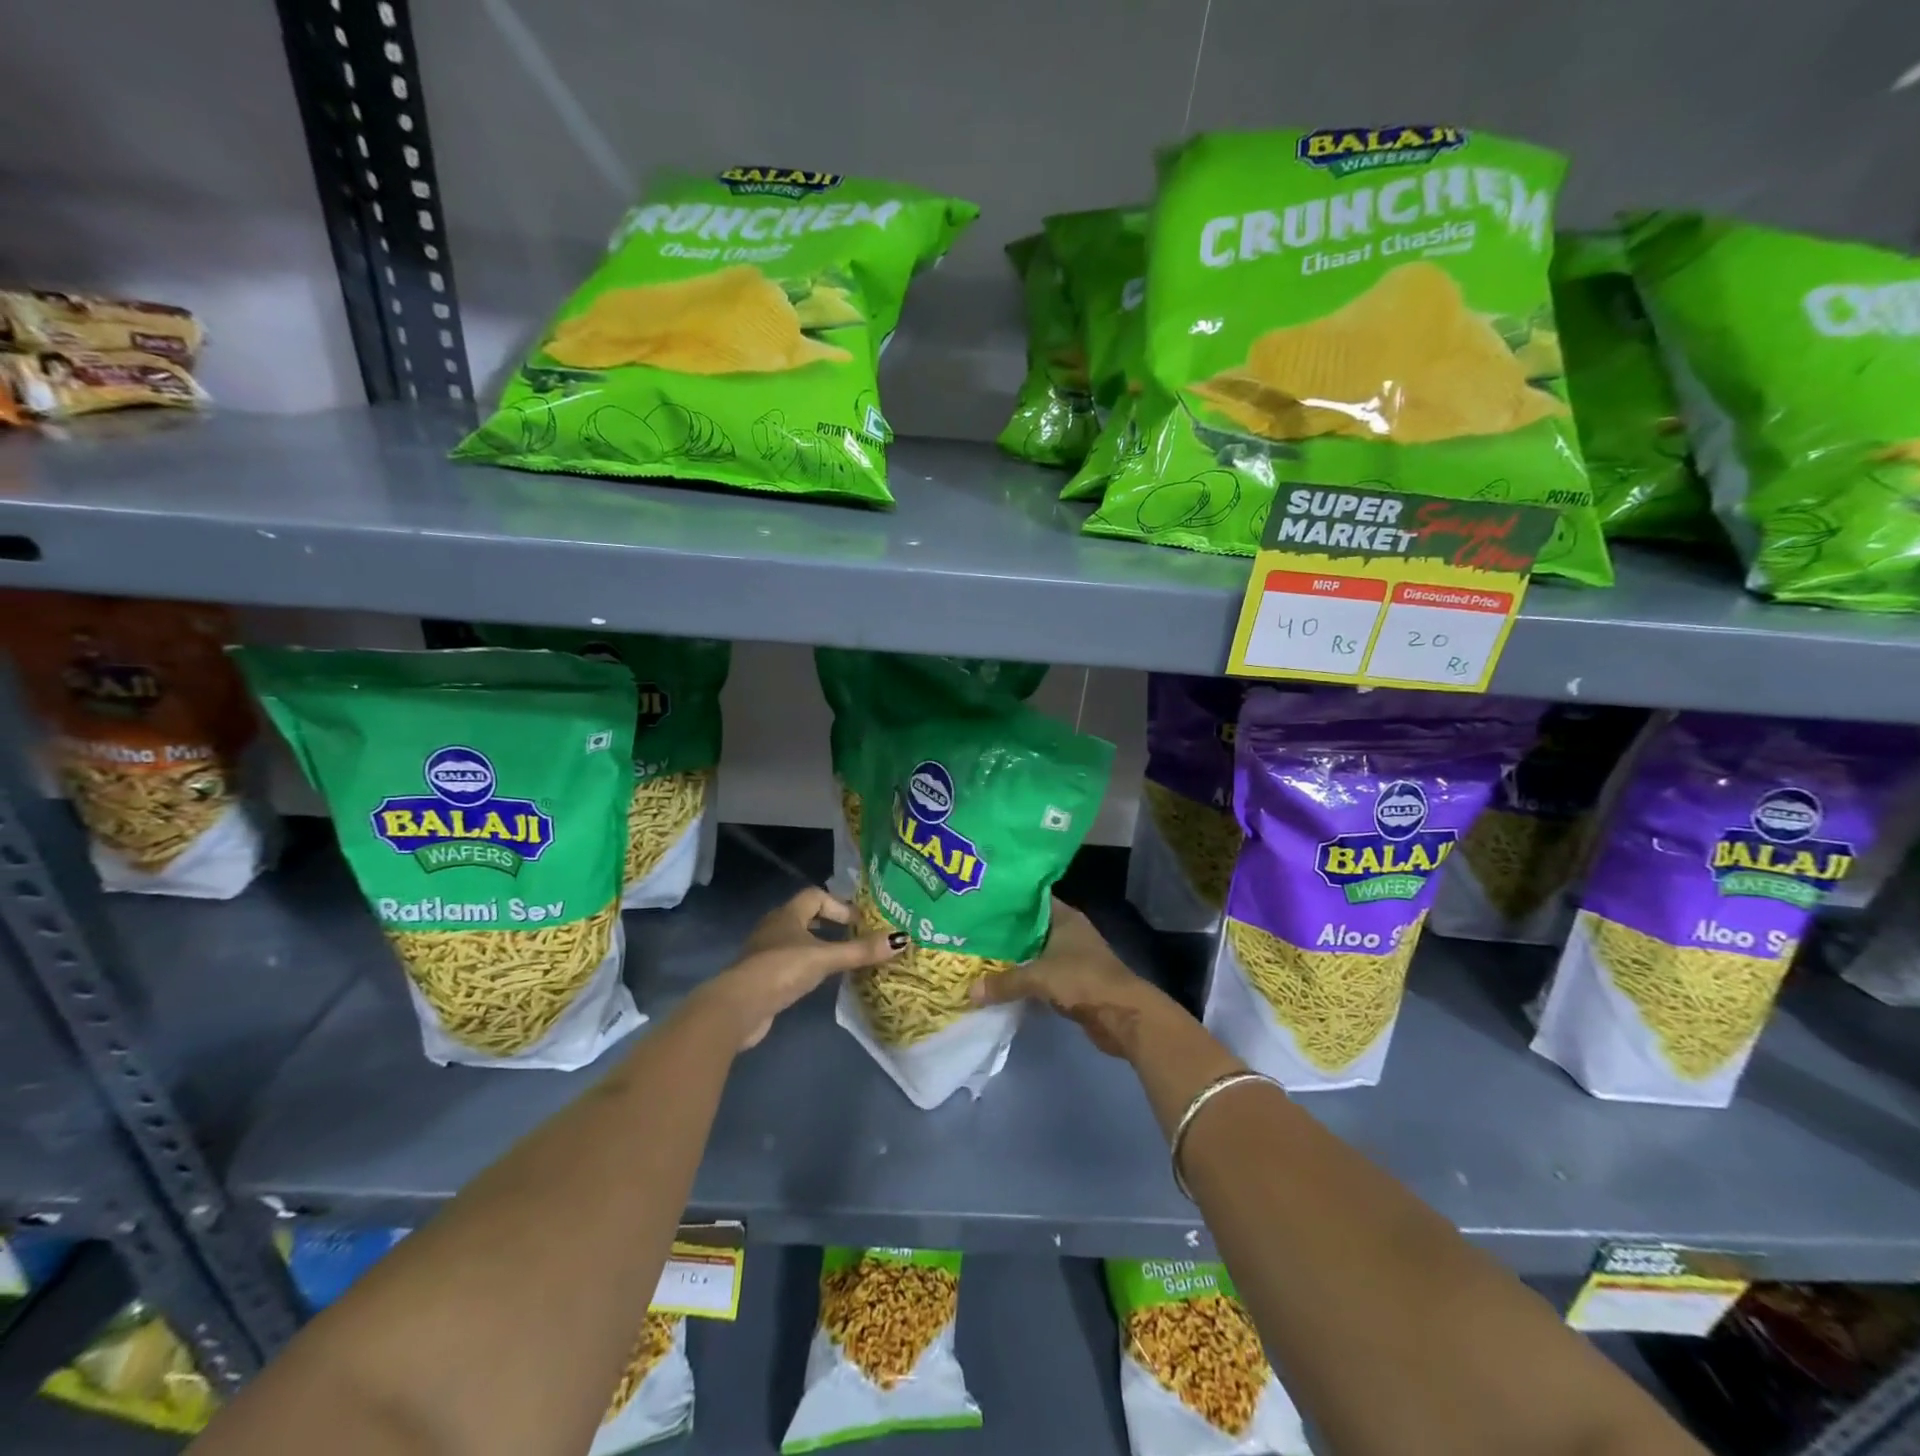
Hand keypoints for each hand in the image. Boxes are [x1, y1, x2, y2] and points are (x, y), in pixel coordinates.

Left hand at [698, 887, 904, 1049]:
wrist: (738, 1007)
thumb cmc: (782, 970)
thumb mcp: (825, 958)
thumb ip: (860, 951)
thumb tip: (902, 939)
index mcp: (788, 914)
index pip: (816, 895)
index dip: (839, 905)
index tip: (859, 922)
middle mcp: (775, 927)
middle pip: (807, 917)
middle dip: (832, 925)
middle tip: (856, 938)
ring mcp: (765, 952)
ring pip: (798, 941)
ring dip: (820, 946)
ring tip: (843, 960)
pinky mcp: (762, 977)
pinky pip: (790, 963)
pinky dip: (807, 966)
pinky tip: (820, 981)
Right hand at [969, 899, 1177, 1058]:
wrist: (1123, 1015)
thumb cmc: (1083, 980)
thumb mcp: (1038, 977)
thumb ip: (1004, 982)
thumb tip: (970, 991)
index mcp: (1064, 917)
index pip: (1031, 899)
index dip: (1007, 900)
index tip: (980, 902)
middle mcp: (1068, 932)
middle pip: (1030, 927)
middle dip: (1004, 932)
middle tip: (971, 932)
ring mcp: (1072, 958)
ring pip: (1034, 953)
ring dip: (1013, 958)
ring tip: (979, 956)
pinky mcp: (1072, 982)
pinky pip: (1041, 976)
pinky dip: (1025, 979)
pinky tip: (1000, 983)